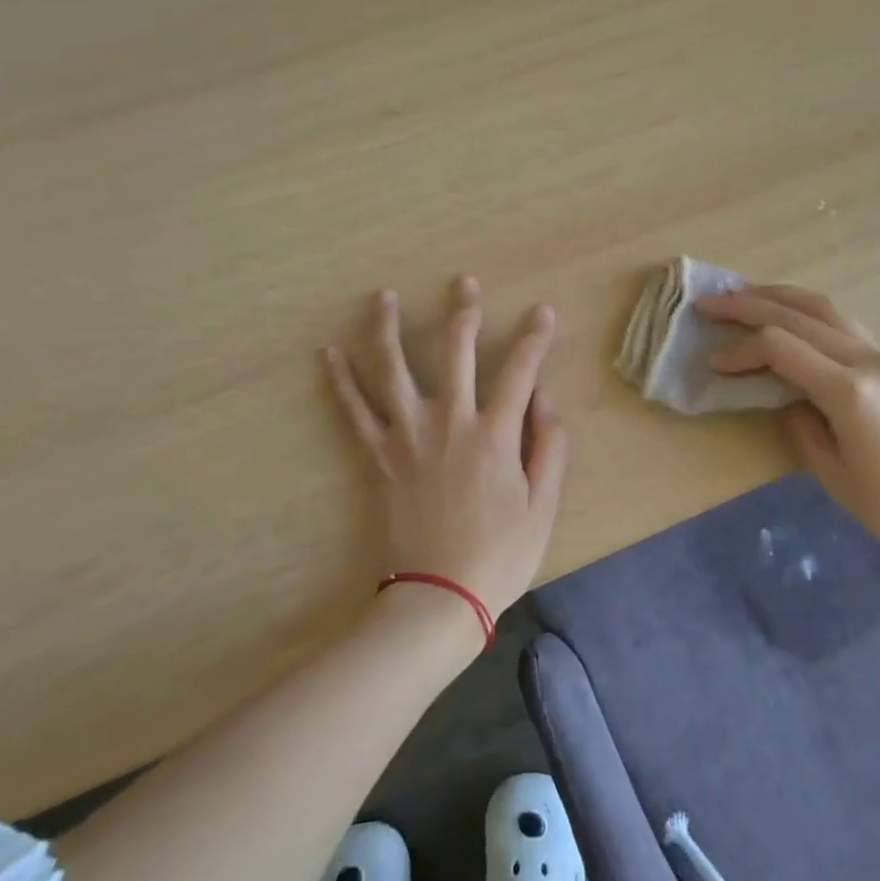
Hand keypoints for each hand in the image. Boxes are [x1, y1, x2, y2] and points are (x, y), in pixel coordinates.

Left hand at [326, 277, 568, 621]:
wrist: (438, 598)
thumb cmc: (499, 555)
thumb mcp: (543, 507)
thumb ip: (550, 449)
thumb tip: (545, 400)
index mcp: (494, 435)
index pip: (520, 371)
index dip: (535, 338)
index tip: (542, 311)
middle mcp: (450, 423)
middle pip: (455, 353)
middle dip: (464, 313)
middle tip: (465, 283)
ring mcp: (409, 437)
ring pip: (394, 370)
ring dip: (389, 329)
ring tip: (383, 296)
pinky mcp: (380, 456)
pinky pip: (355, 412)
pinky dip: (342, 381)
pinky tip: (329, 353)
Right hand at [694, 284, 879, 578]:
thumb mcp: (829, 470)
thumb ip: (797, 420)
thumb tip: (781, 391)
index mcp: (850, 391)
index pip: (781, 347)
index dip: (741, 350)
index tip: (713, 364)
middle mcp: (868, 361)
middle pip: (799, 314)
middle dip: (748, 304)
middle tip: (709, 303)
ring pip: (823, 307)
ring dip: (778, 296)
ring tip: (741, 295)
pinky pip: (840, 323)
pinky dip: (804, 311)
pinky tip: (785, 316)